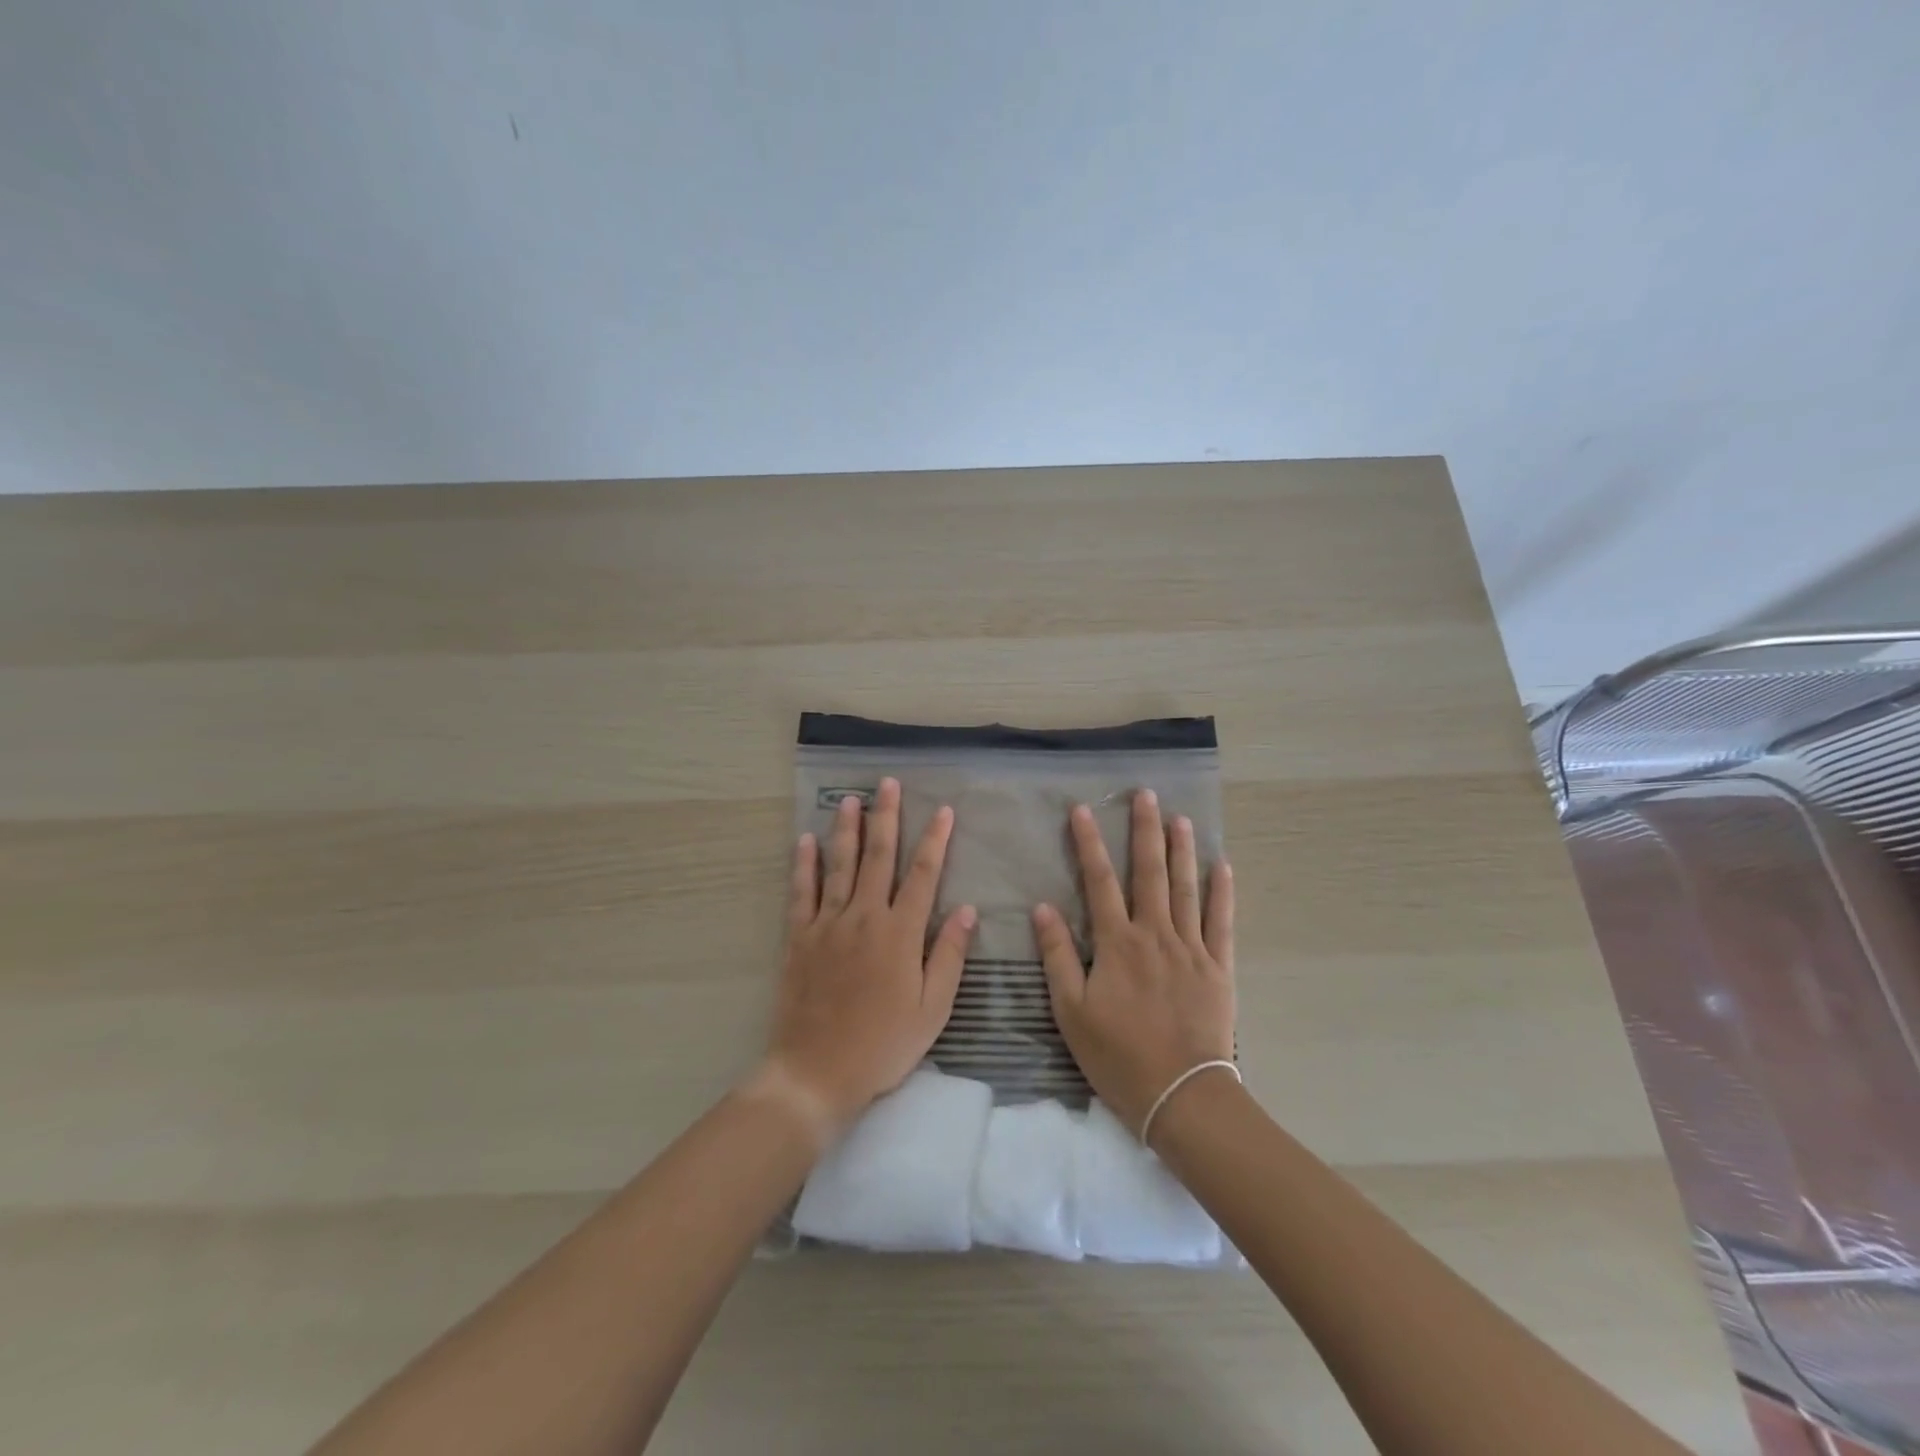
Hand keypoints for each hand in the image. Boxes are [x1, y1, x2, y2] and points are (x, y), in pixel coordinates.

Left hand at [764, 777, 976, 1134]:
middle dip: (885, 817)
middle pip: (878, 857)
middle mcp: (864, 917)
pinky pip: (801, 892)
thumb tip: (968, 910)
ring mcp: (827, 924)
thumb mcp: (932, 1009)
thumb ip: (948, 956)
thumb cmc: (883, 1044)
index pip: (923, 874)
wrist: (816, 1072)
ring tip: (849, 799)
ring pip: (839, 865)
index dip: (934, 839)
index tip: (942, 810)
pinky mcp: (799, 937)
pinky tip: (805, 841)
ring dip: (846, 829)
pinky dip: (804, 864)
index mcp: (900, 933)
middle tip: (887, 784)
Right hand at [1033, 789, 1235, 1139]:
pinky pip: (1221, 922)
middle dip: (1144, 830)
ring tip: (1180, 817)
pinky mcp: (1218, 967)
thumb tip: (1042, 908)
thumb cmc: (1118, 1056)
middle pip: (1149, 872)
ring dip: (1181, 850)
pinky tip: (1222, 866)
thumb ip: (1059, 956)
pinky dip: (1222, 892)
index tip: (1082, 810)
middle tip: (1145, 794)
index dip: (1089, 843)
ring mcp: (1191, 948)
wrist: (1182, 1095)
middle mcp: (1155, 934)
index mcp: (1117, 943)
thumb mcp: (1071, 1011)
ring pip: (1186, 888)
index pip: (1099, 881)